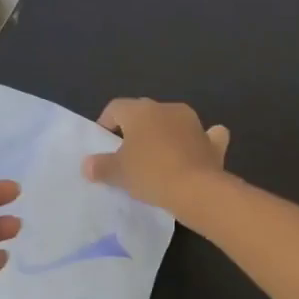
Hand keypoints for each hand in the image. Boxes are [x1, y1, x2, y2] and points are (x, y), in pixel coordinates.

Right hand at [82, 98, 230, 212]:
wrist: (197, 190)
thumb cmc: (150, 173)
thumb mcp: (117, 173)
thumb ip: (100, 166)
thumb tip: (87, 165)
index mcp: (140, 110)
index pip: (115, 108)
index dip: (106, 124)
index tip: (104, 146)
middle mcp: (166, 108)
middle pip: (143, 114)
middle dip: (134, 130)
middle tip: (127, 155)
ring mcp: (192, 122)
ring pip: (172, 122)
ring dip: (164, 135)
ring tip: (157, 158)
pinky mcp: (211, 141)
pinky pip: (204, 135)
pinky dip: (198, 141)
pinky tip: (194, 153)